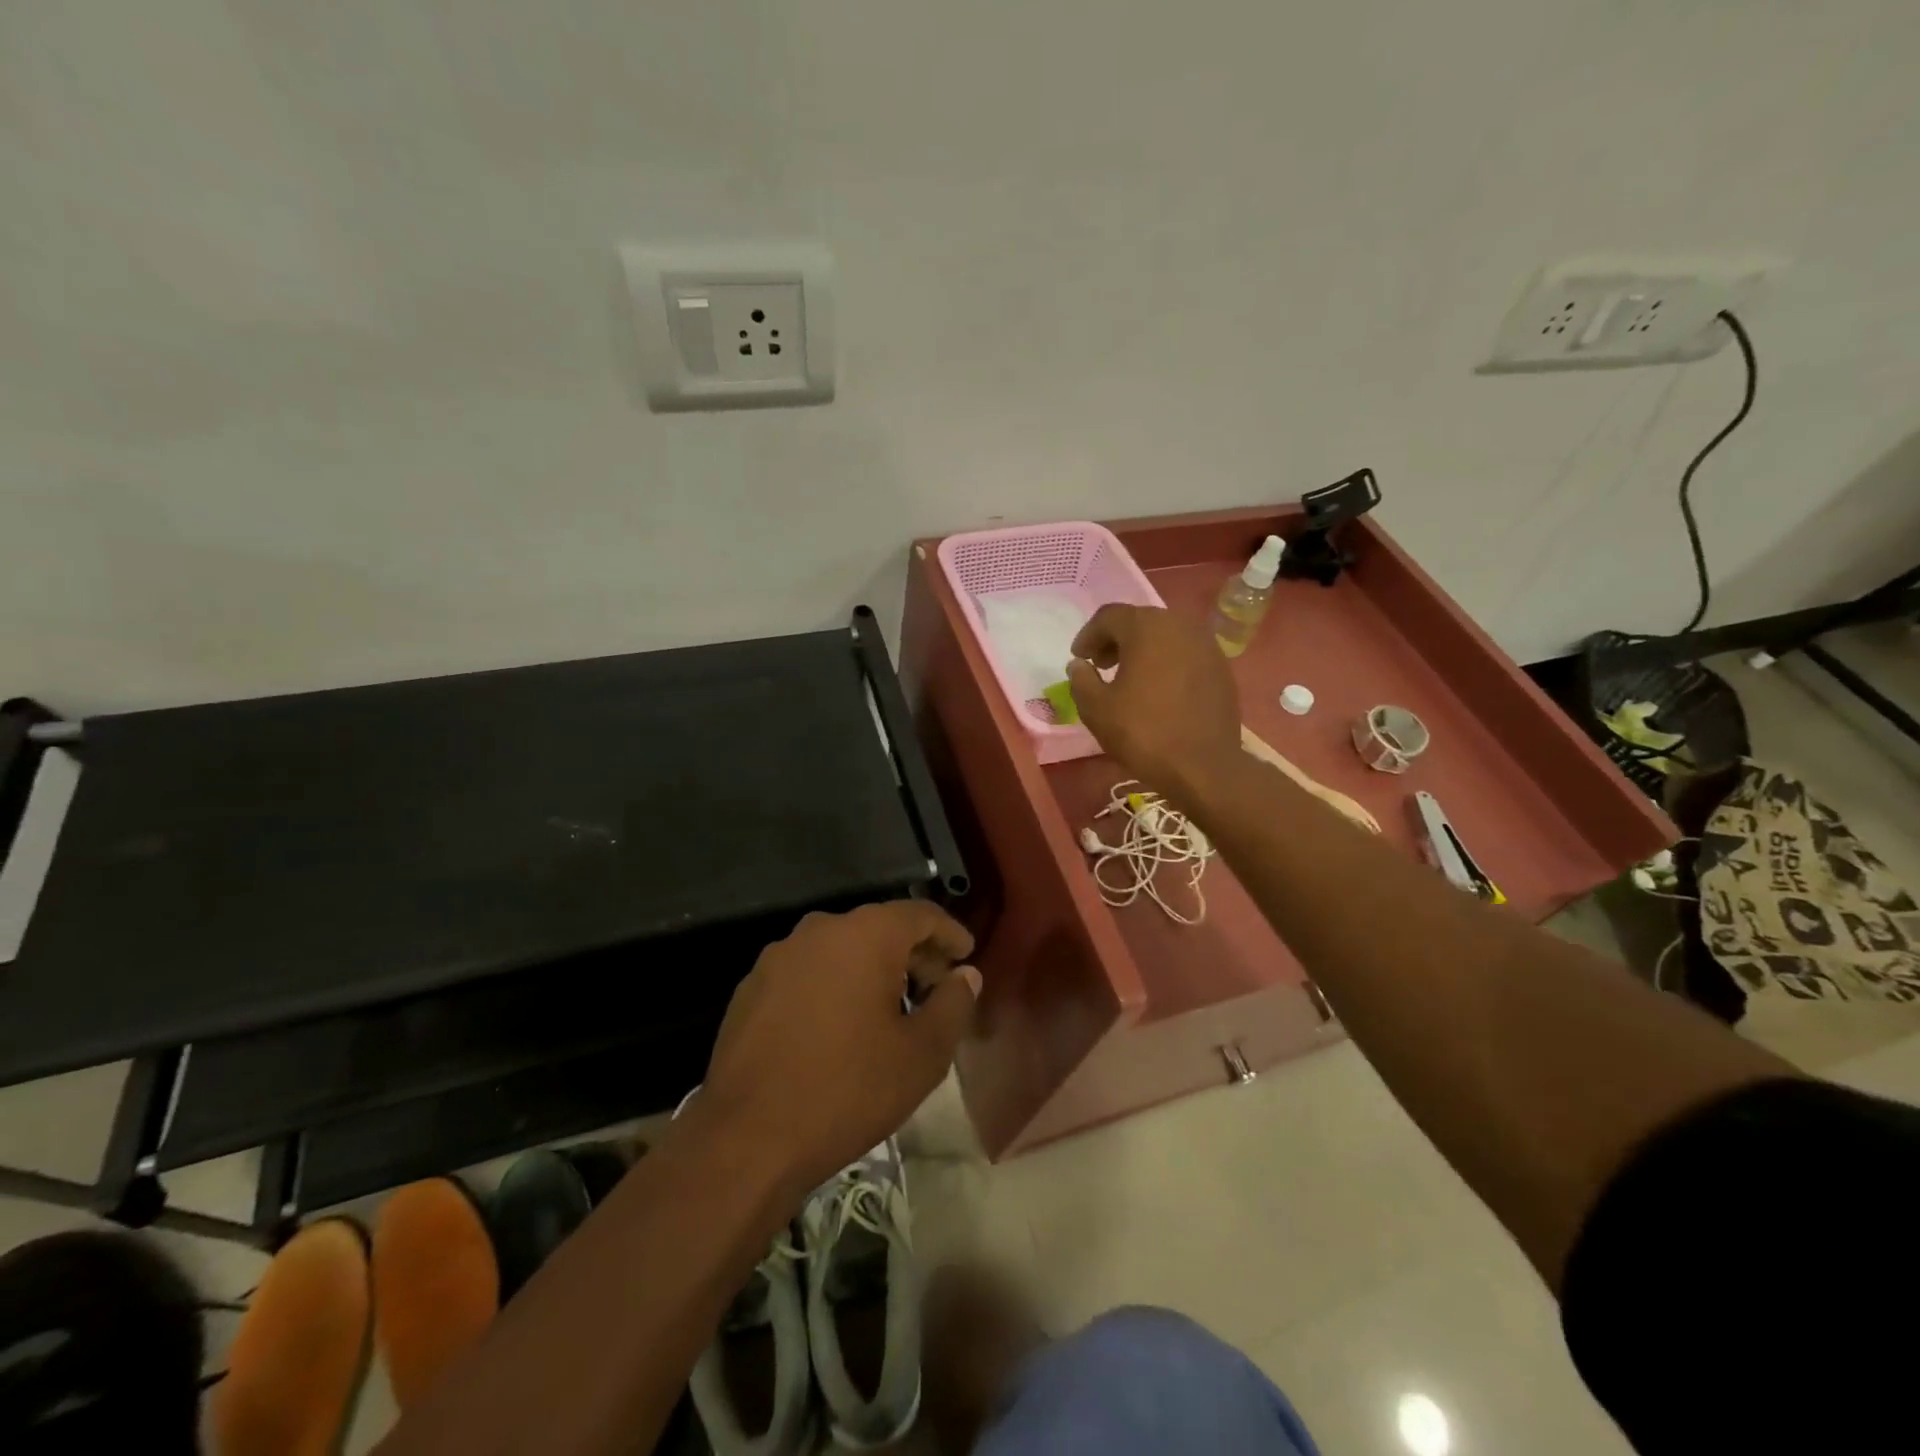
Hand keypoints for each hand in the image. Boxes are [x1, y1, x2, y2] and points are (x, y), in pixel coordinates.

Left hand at [702, 901, 978, 1194]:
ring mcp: (780, 956)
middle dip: (912, 954)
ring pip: (841, 949)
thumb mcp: (922, 1053)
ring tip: (889, 1011)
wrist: (748, 1137)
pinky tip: (839, 1027)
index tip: (966, 956)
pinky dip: (833, 985)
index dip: (949, 933)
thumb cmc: (848, 1089)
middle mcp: (820, 930)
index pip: (920, 914)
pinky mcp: (752, 985)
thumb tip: (965, 975)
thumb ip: (953, 1004)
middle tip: (935, 989)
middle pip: (879, 928)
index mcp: (865, 934)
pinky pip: (808, 972)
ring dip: (871, 970)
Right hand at [1067, 604, 1241, 797]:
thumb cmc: (1143, 732)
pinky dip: (1166, 663)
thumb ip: (1081, 680)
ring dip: (1142, 650)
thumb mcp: (1096, 708)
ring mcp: (1206, 645)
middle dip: (1116, 640)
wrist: (1203, 766)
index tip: (1079, 658)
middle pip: (1140, 621)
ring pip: (1165, 636)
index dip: (1088, 635)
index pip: (1109, 616)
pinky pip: (1185, 654)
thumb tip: (1079, 665)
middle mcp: (1180, 625)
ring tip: (1129, 678)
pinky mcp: (1222, 668)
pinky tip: (1158, 690)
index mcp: (1146, 627)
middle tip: (1100, 665)